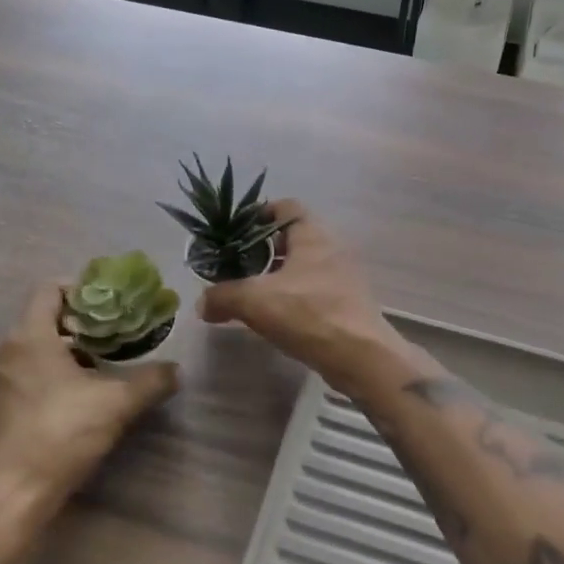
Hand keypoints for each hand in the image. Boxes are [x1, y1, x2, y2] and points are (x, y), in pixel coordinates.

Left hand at [0, 280, 179, 520]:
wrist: (4, 503)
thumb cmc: (58, 437)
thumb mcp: (116, 404)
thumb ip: (151, 380)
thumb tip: (176, 370)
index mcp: (28, 337)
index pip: (50, 289)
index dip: (82, 289)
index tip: (112, 305)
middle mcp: (5, 352)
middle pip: (44, 319)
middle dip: (82, 323)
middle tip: (117, 335)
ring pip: (34, 349)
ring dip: (68, 352)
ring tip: (103, 367)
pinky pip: (25, 376)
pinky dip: (51, 376)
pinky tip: (78, 400)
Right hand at [199, 200, 423, 393]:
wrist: (361, 356)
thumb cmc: (309, 313)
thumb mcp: (255, 301)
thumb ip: (223, 296)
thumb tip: (202, 303)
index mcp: (313, 234)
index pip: (286, 207)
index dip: (259, 214)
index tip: (235, 231)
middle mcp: (331, 247)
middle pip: (293, 237)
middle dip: (263, 249)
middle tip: (237, 265)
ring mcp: (342, 276)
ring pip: (303, 265)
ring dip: (277, 275)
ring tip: (250, 293)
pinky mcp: (346, 302)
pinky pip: (313, 289)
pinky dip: (292, 296)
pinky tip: (274, 316)